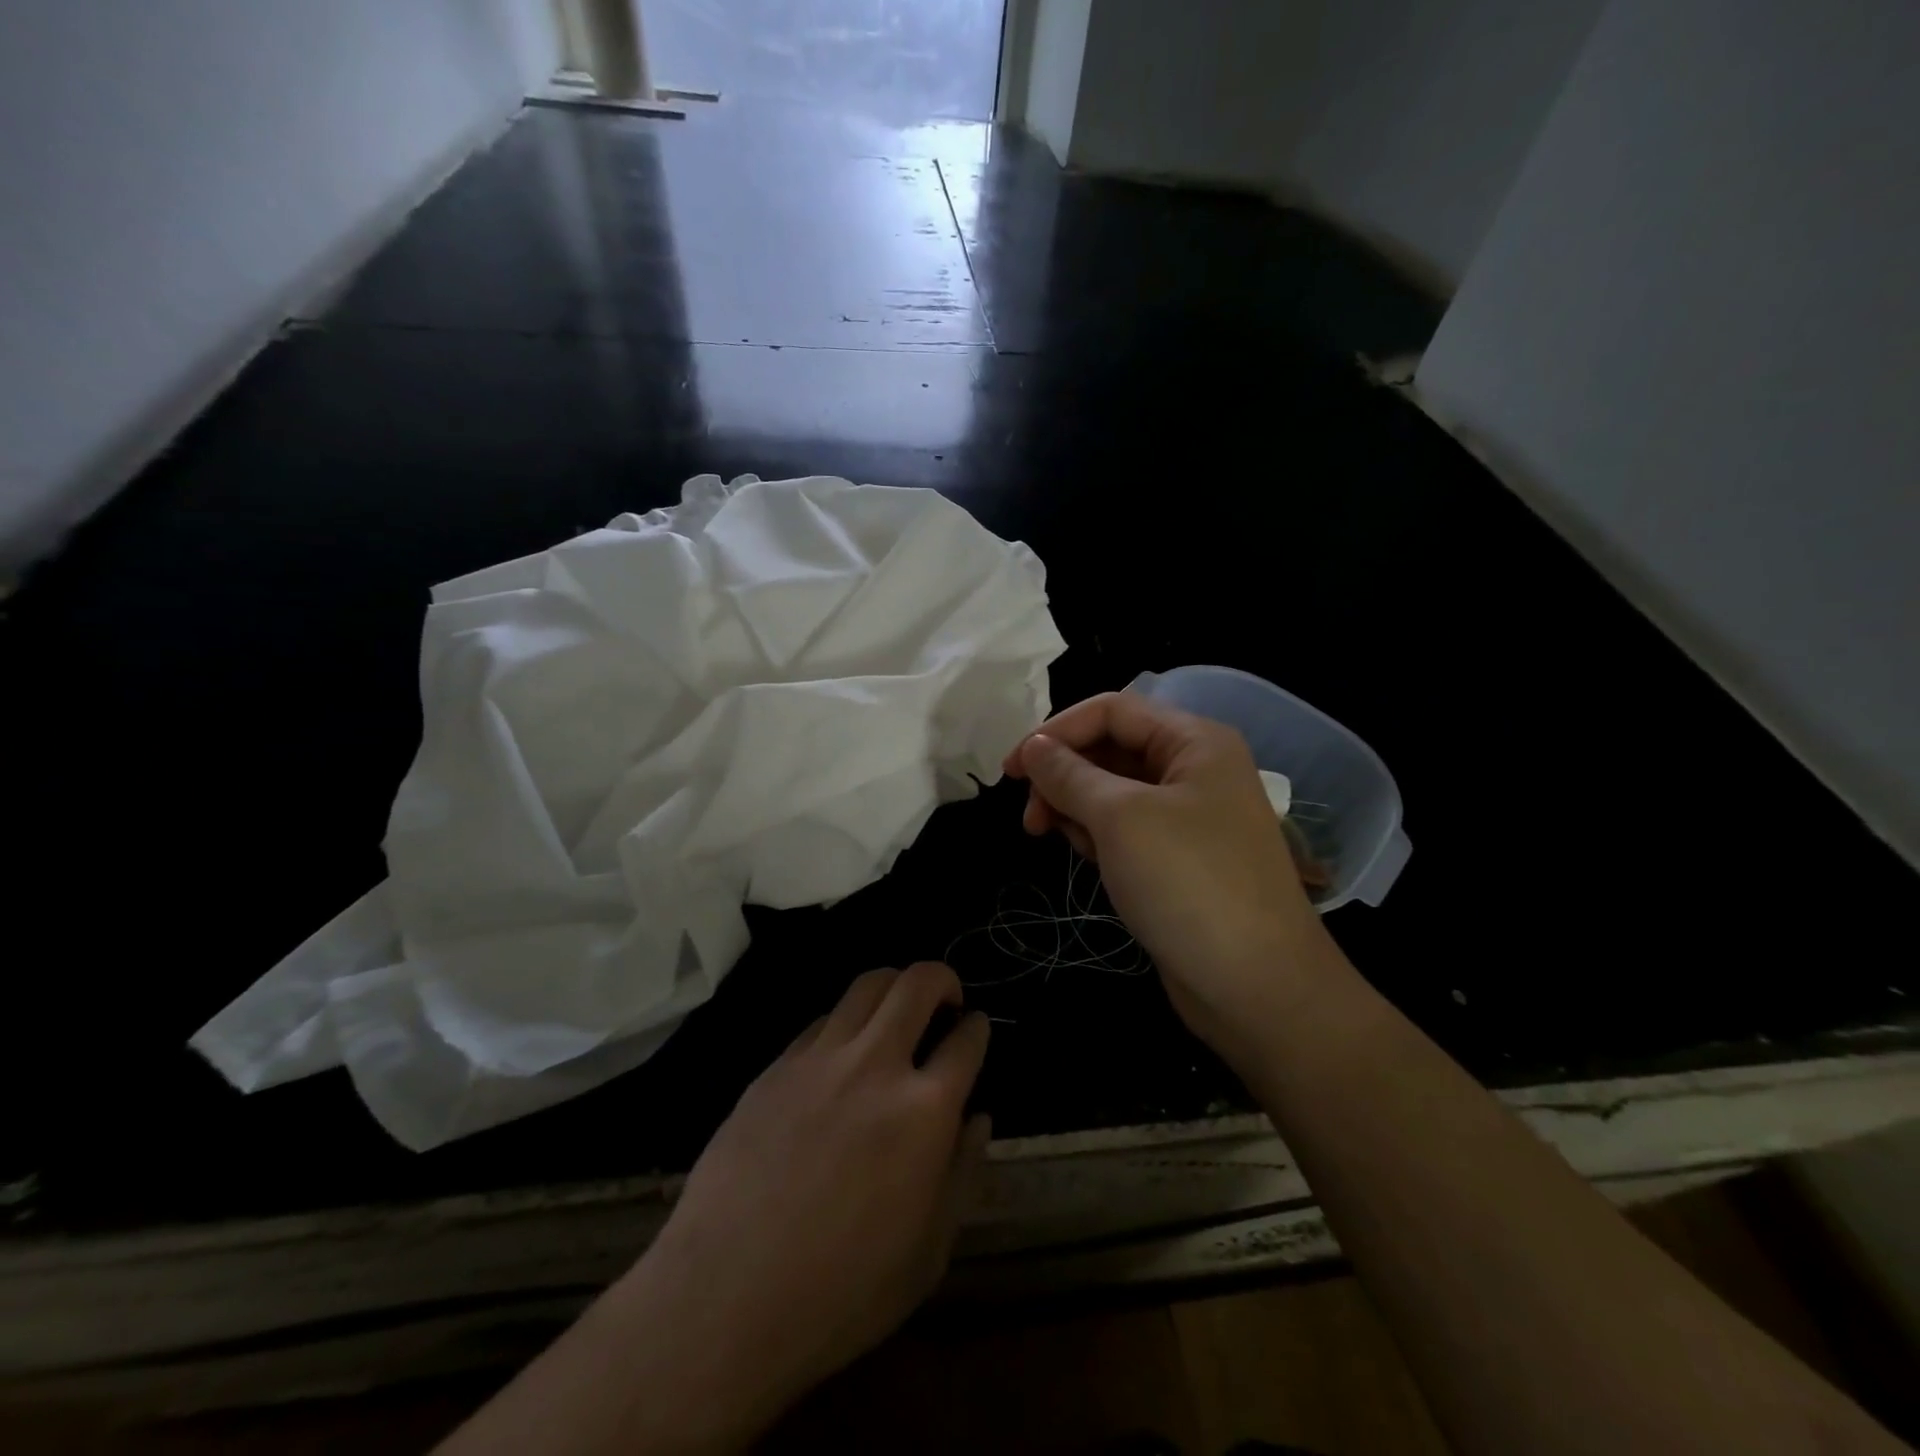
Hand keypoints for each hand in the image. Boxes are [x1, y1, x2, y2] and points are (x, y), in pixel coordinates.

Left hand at [612, 963, 990, 1443]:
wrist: (725, 1299)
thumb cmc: (841, 1292)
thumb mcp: (927, 1252)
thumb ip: (961, 1172)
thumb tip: (977, 1117)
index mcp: (924, 1110)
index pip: (966, 1041)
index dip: (978, 1029)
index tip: (976, 1030)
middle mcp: (876, 1065)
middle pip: (917, 983)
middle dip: (942, 978)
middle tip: (946, 999)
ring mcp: (820, 1059)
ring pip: (867, 985)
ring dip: (894, 986)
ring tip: (897, 1010)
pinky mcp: (777, 1066)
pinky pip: (822, 1020)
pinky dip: (846, 1022)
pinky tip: (843, 1054)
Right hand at [1003, 691, 1348, 1057]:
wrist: (1257, 987)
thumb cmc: (1188, 883)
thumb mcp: (1120, 818)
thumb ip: (1069, 774)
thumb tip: (1032, 746)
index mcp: (1193, 741)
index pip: (1111, 710)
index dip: (1055, 731)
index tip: (1011, 771)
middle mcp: (1194, 770)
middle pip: (1110, 749)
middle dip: (1063, 776)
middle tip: (1030, 818)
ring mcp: (1189, 817)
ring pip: (1113, 792)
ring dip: (1077, 808)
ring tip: (1056, 839)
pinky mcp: (1179, 859)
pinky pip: (1126, 829)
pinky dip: (1098, 836)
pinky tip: (1088, 858)